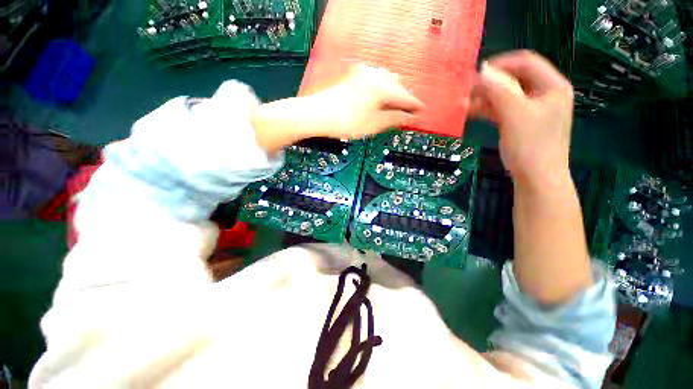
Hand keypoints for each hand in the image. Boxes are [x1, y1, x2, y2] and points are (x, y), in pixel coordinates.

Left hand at [252, 64, 423, 152]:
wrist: (318, 113)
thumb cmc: (347, 122)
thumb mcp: (374, 124)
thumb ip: (394, 119)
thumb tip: (408, 117)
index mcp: (383, 88)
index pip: (406, 97)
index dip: (415, 105)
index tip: (422, 111)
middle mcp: (375, 75)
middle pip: (397, 85)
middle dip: (403, 97)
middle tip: (405, 111)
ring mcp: (363, 73)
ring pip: (385, 79)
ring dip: (392, 91)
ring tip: (391, 105)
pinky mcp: (352, 75)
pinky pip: (374, 79)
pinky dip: (380, 88)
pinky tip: (376, 97)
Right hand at [470, 50, 573, 188]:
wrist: (536, 178)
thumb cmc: (531, 146)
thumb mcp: (515, 115)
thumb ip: (500, 90)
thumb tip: (482, 71)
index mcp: (552, 86)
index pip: (526, 62)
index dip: (502, 64)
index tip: (477, 73)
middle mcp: (543, 93)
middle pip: (514, 79)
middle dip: (489, 83)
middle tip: (466, 90)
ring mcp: (531, 109)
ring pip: (505, 95)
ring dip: (485, 97)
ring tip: (464, 102)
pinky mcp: (519, 122)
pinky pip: (501, 109)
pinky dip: (486, 109)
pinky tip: (470, 112)